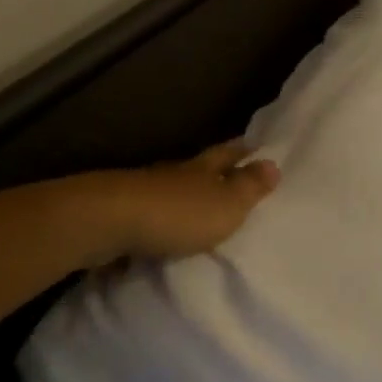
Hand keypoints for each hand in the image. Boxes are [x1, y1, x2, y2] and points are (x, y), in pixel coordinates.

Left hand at [107, 139, 280, 258]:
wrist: (108, 224)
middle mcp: (174, 174)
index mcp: (202, 168)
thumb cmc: (177, 213)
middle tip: (232, 176)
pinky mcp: (121, 216)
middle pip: (199, 169)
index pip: (228, 153)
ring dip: (186, 199)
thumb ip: (249, 187)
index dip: (243, 150)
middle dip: (215, 172)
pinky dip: (161, 223)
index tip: (255, 146)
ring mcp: (143, 193)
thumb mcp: (226, 203)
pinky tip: (164, 235)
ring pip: (172, 191)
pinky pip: (150, 216)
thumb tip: (273, 163)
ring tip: (200, 212)